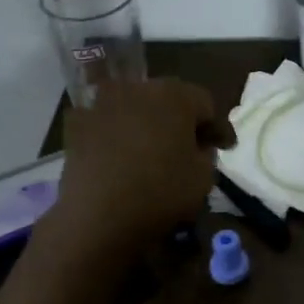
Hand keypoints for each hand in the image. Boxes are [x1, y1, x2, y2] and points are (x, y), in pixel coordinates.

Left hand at [48, 79, 234, 257]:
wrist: (97, 216)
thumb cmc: (161, 192)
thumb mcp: (204, 177)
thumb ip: (206, 153)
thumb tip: (196, 146)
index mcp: (175, 95)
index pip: (206, 104)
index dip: (218, 127)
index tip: (225, 148)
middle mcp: (138, 87)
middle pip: (169, 99)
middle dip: (181, 120)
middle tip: (190, 145)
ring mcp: (103, 102)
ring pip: (136, 107)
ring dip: (148, 123)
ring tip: (152, 149)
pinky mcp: (77, 122)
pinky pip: (108, 123)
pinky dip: (117, 134)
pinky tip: (121, 155)